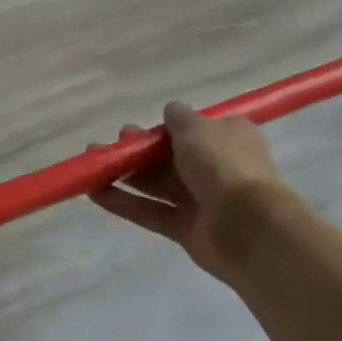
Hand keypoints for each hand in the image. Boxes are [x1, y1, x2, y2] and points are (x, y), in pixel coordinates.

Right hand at [89, 102, 281, 280]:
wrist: (248, 227)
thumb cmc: (223, 164)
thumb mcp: (197, 128)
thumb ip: (179, 118)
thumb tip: (172, 112)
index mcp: (228, 139)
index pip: (194, 129)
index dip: (167, 128)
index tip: (144, 127)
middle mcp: (216, 168)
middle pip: (170, 156)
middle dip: (140, 149)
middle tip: (115, 143)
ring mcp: (201, 200)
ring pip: (157, 183)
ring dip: (125, 173)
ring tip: (93, 162)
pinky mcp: (186, 228)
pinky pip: (151, 211)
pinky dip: (124, 202)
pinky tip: (94, 192)